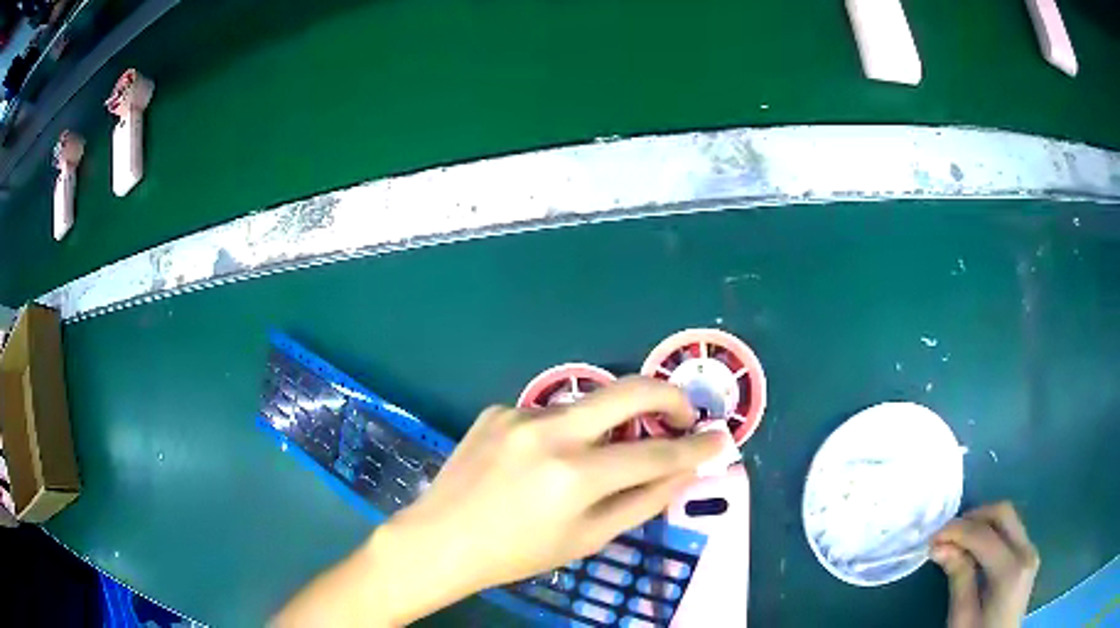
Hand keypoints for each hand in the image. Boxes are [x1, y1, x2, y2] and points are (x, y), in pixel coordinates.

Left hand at [274, 376, 723, 626]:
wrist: (440, 539)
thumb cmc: (516, 553)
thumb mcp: (587, 539)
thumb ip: (642, 502)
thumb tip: (684, 471)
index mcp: (574, 476)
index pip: (655, 454)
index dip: (694, 447)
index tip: (719, 438)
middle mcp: (549, 432)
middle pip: (628, 392)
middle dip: (668, 396)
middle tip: (683, 414)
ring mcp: (518, 414)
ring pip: (586, 407)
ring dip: (605, 426)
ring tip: (592, 462)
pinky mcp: (497, 409)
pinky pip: (547, 415)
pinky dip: (560, 434)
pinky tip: (537, 464)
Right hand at [931, 502, 1039, 627]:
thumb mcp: (962, 618)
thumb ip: (959, 580)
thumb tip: (940, 547)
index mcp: (1011, 570)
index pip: (985, 536)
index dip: (957, 531)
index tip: (932, 537)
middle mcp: (1027, 551)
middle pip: (1003, 515)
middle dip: (973, 518)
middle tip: (946, 533)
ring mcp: (1031, 552)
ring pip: (1008, 520)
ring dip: (982, 524)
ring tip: (956, 541)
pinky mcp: (1028, 557)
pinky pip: (1011, 533)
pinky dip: (991, 534)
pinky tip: (974, 550)